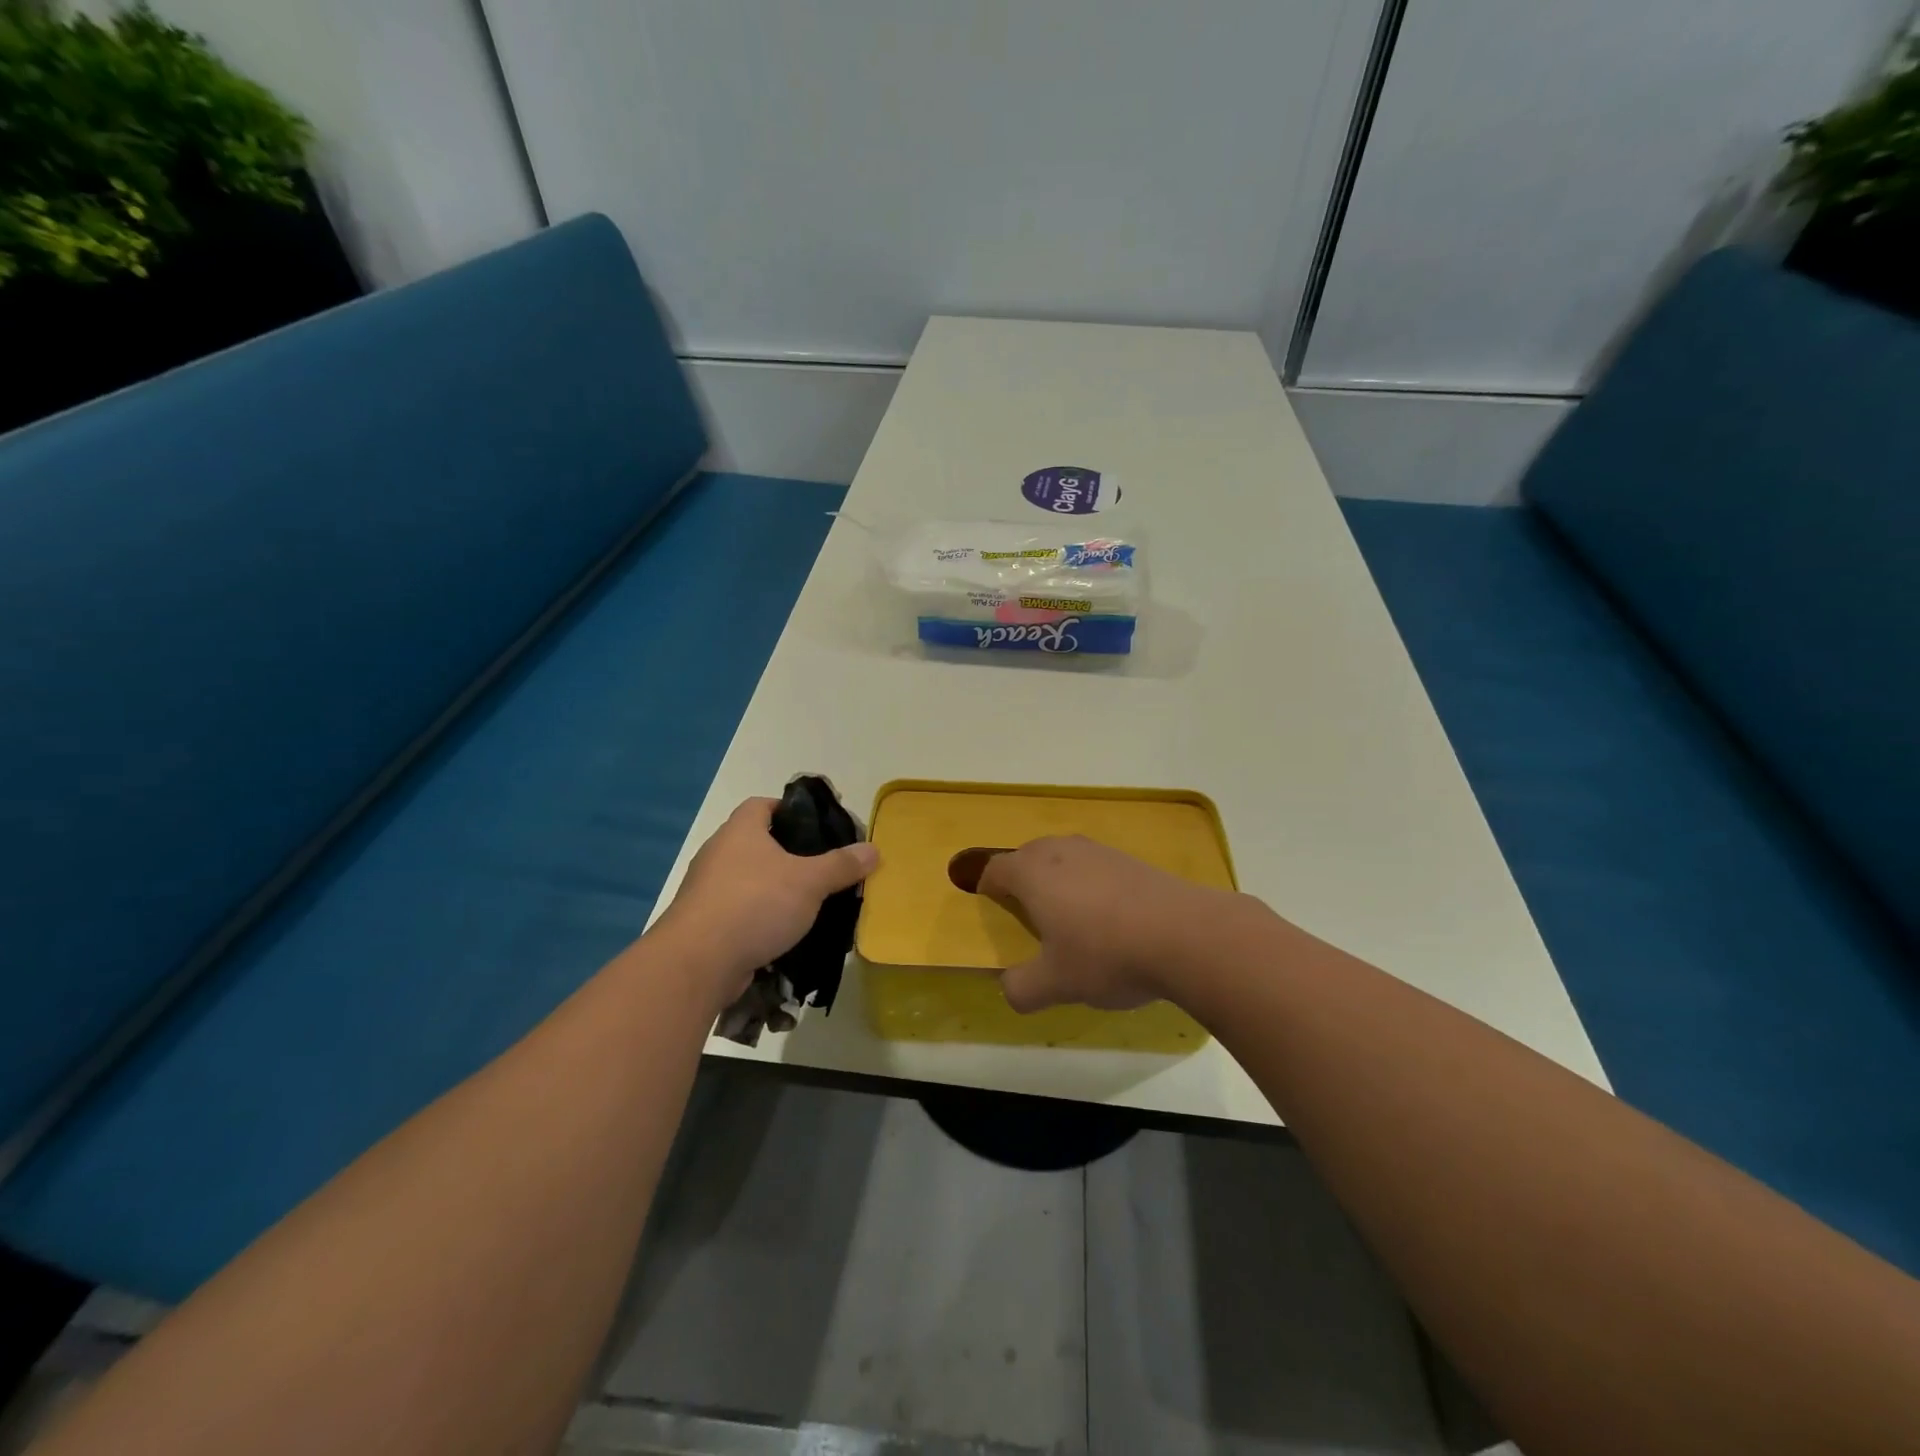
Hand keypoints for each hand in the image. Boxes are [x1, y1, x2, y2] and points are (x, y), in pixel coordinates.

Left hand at [653, 798, 878, 1010]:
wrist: (698, 962)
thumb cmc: (755, 904)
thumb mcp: (809, 882)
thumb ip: (842, 865)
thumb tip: (873, 849)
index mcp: (740, 830)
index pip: (763, 805)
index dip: (790, 811)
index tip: (817, 827)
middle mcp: (719, 853)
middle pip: (757, 843)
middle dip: (789, 855)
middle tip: (822, 868)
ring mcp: (707, 890)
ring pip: (749, 880)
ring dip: (774, 890)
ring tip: (809, 903)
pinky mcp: (704, 923)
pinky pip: (739, 912)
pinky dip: (760, 918)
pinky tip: (785, 933)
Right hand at [975, 836, 1235, 1012]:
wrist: (1185, 934)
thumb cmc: (1105, 954)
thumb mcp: (1055, 984)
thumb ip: (1022, 988)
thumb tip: (1010, 989)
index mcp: (1032, 872)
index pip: (995, 869)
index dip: (986, 887)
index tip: (988, 907)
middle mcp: (1061, 851)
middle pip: (1028, 855)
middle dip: (1021, 879)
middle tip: (1024, 913)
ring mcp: (1099, 851)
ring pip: (1064, 857)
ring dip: (1058, 880)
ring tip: (1066, 915)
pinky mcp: (1132, 860)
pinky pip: (1096, 866)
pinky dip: (1091, 884)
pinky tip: (1108, 917)